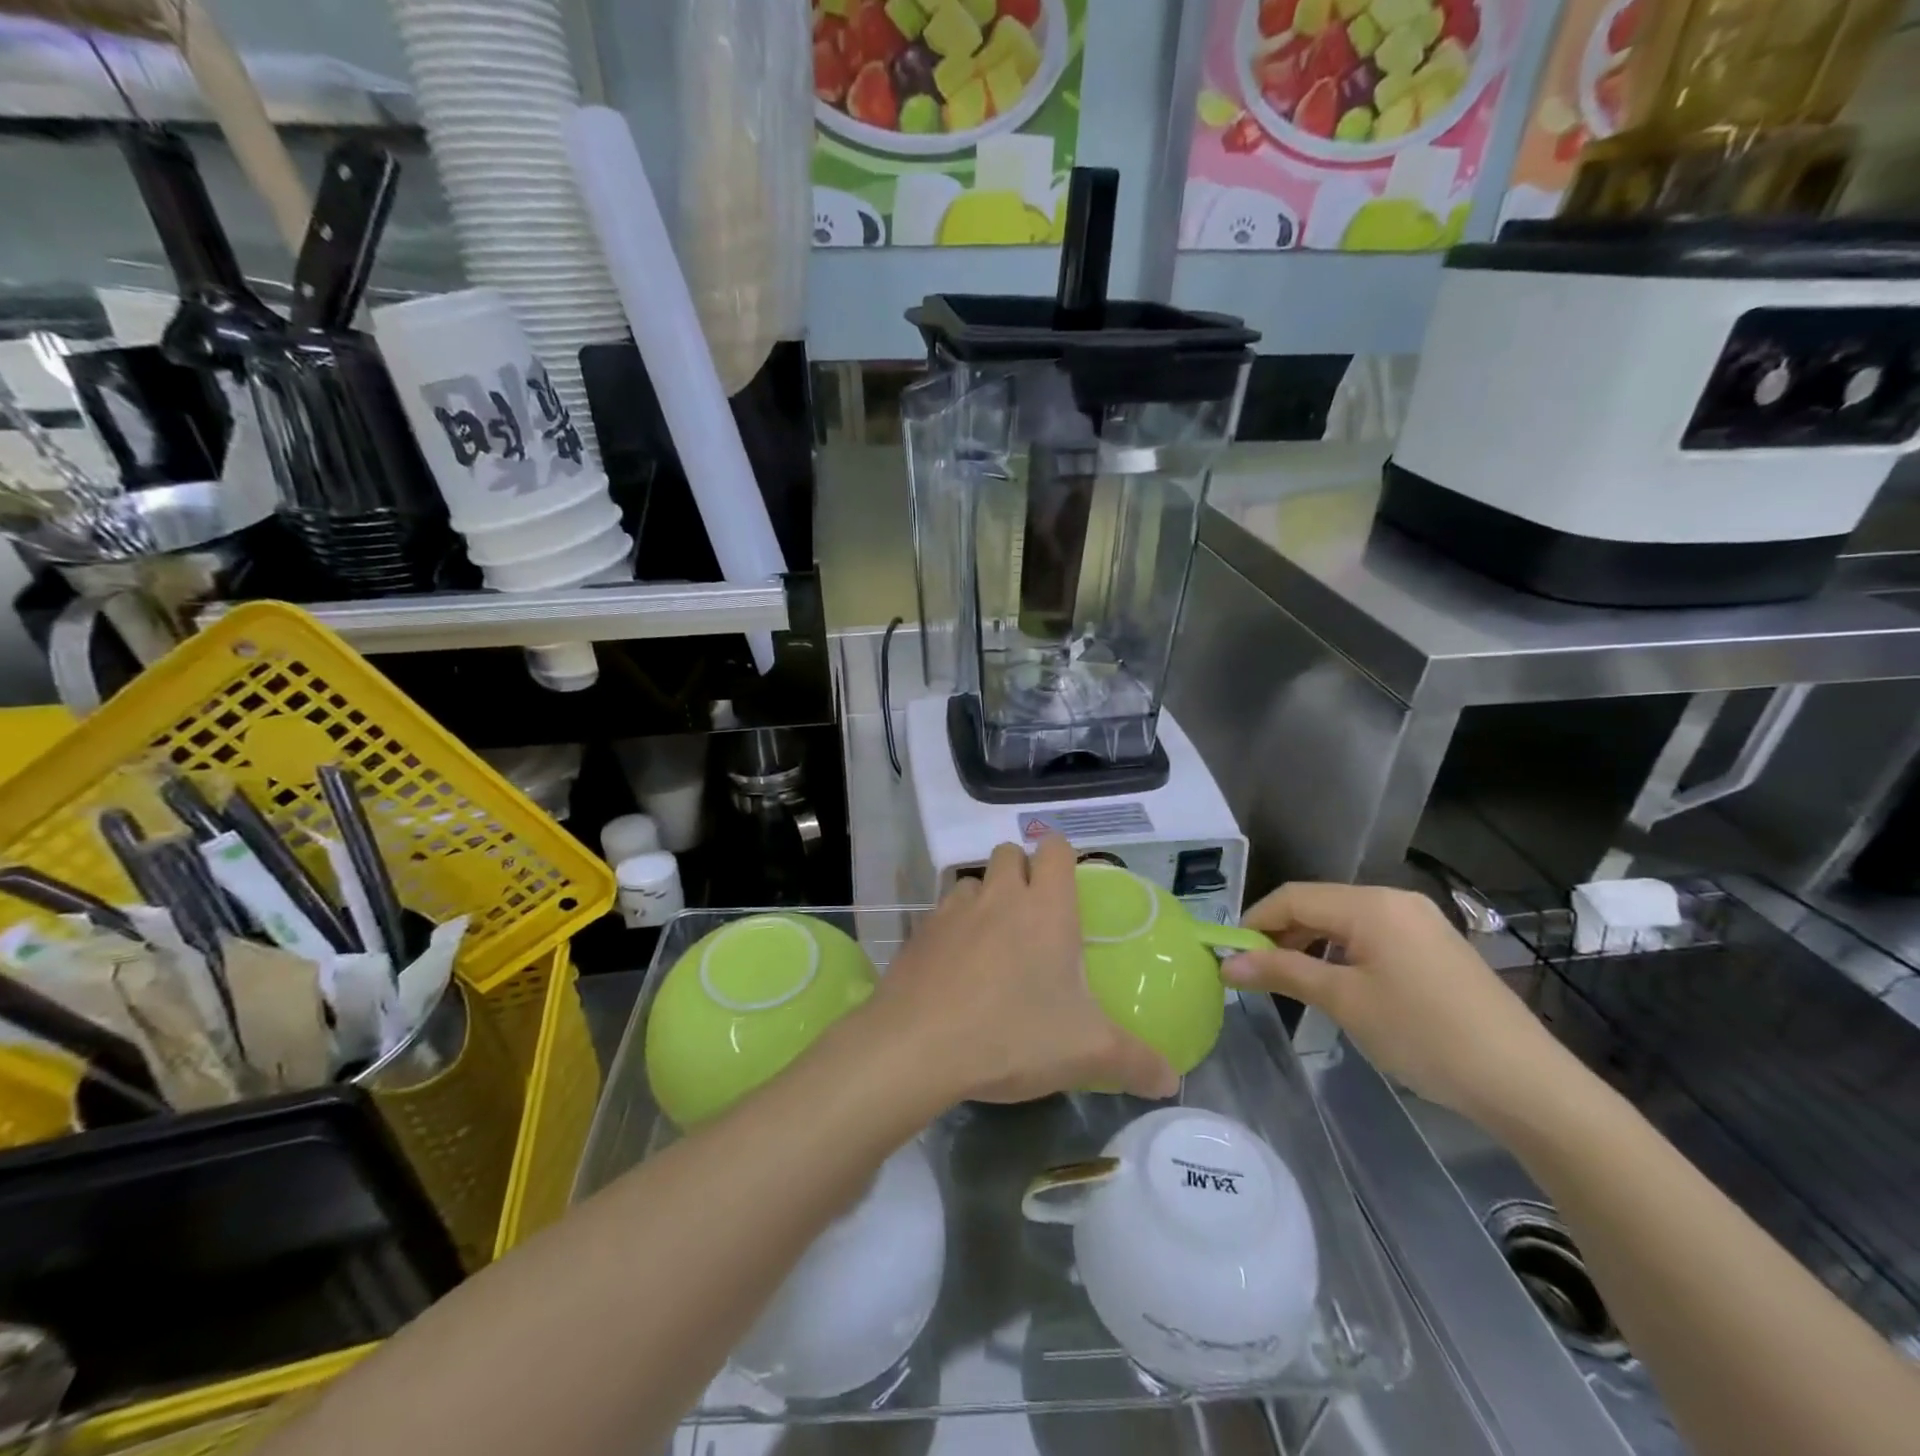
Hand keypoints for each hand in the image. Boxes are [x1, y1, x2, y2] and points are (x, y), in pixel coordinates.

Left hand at [864, 837, 1178, 1105]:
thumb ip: (1136, 1062)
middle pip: (1010, 853)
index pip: (1055, 847)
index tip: (1069, 891)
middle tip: (1035, 920)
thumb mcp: (1087, 1053)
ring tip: (994, 945)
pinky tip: (957, 970)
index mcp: (1045, 907)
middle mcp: (999, 895)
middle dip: (1022, 873)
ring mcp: (953, 910)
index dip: (1063, 859)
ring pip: (974, 881)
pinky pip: (942, 914)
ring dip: (986, 899)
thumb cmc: (1013, 1034)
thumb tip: (1172, 1082)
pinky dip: (954, 929)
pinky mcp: (920, 932)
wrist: (917, 1045)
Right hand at [1221, 882, 1575, 1122]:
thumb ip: (1283, 973)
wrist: (1526, 1083)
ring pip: (1345, 920)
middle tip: (1256, 972)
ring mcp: (1421, 921)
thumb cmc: (1424, 1035)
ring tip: (1291, 980)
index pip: (1293, 897)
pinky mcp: (1436, 946)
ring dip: (1311, 943)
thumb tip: (1227, 963)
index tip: (1230, 954)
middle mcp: (1395, 900)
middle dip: (1281, 933)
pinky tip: (1339, 983)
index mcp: (1370, 904)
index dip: (1255, 921)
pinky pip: (1373, 935)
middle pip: (1319, 904)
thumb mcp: (1345, 1002)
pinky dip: (1343, 952)